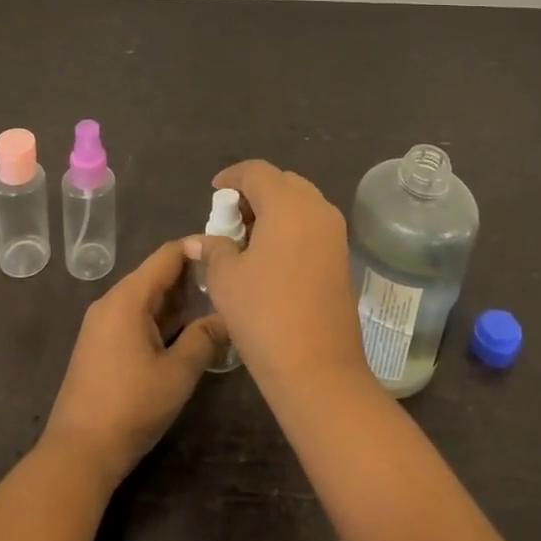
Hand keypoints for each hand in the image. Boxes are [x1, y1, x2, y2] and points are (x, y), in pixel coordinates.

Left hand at [42, 240, 226, 488]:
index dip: (198, 248)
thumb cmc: (130, 408)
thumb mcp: (177, 374)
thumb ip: (204, 339)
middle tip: (227, 284)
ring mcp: (102, 323)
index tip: (228, 254)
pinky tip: (184, 332)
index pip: (168, 255)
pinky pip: (135, 316)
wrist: (77, 453)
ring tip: (214, 305)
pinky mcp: (100, 343)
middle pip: (156, 274)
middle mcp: (112, 301)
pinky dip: (161, 317)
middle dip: (191, 276)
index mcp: (128, 298)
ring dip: (177, 300)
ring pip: (146, 297)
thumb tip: (227, 318)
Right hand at [201, 160, 372, 398]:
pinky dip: (291, 226)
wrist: (318, 369)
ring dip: (274, 209)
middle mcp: (316, 208)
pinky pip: (313, 223)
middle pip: (282, 182)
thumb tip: (198, 240)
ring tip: (248, 237)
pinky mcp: (343, 255)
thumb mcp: (227, 279)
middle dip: (255, 192)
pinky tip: (271, 254)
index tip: (214, 192)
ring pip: (301, 201)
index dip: (232, 177)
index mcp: (287, 204)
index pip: (257, 171)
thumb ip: (213, 249)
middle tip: (231, 217)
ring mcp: (335, 232)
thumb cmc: (264, 315)